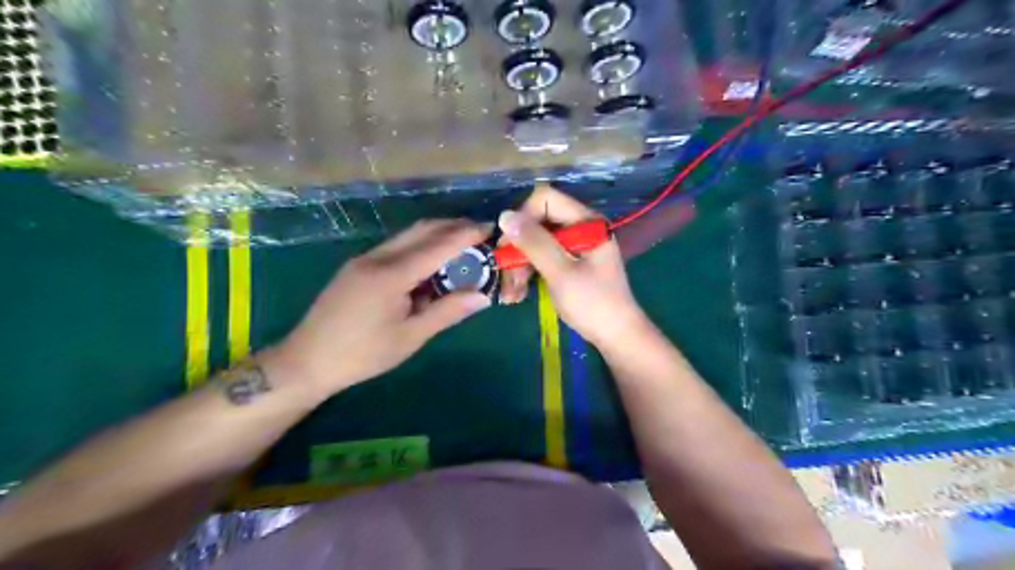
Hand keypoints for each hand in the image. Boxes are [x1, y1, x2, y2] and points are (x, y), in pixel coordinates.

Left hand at [260, 219, 490, 399]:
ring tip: (460, 245)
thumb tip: (482, 296)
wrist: (306, 361)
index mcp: (392, 275)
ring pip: (407, 237)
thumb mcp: (410, 337)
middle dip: (452, 226)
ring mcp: (364, 259)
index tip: (489, 228)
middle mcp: (377, 258)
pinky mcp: (357, 267)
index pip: (437, 246)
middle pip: (421, 230)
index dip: (465, 235)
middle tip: (479, 232)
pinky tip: (429, 263)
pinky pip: (395, 248)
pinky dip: (418, 248)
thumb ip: (447, 312)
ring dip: (435, 236)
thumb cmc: (363, 354)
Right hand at [498, 186, 649, 347]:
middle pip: (538, 222)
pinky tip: (518, 293)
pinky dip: (529, 272)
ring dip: (519, 265)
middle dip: (518, 248)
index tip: (509, 246)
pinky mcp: (570, 262)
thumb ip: (535, 243)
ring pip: (536, 242)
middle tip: (505, 274)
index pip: (545, 199)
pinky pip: (542, 257)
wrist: (617, 336)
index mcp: (585, 221)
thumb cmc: (593, 304)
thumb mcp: (561, 272)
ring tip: (511, 293)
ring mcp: (575, 245)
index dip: (523, 218)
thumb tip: (504, 216)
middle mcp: (580, 227)